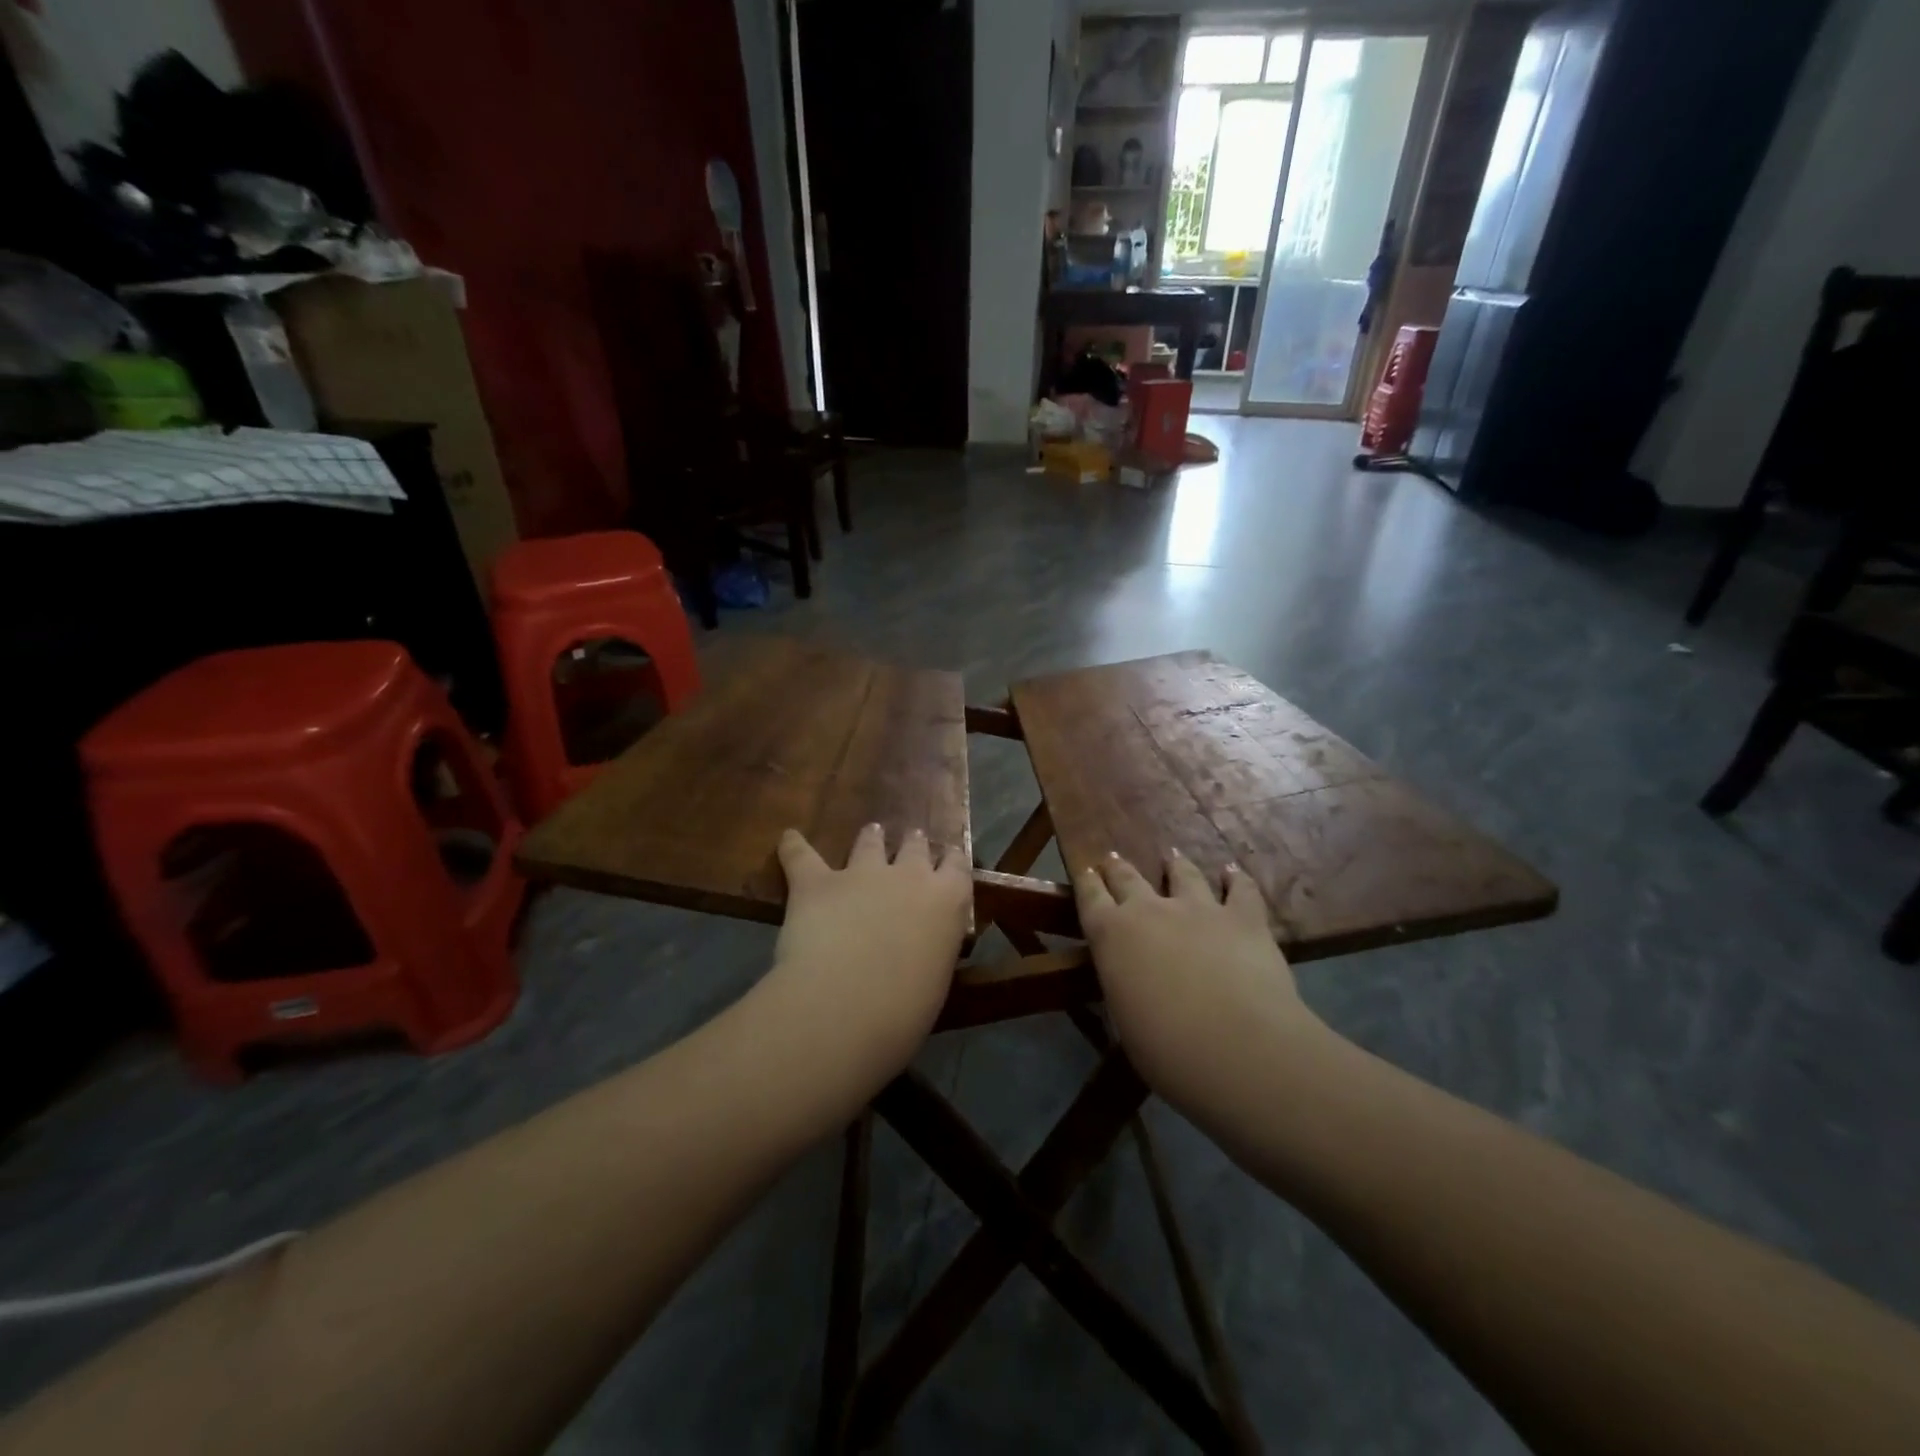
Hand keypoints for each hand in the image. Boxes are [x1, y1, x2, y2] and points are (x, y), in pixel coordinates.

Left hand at [761, 823, 970, 1096]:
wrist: (847, 1003)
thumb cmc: (905, 1009)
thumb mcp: (935, 979)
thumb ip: (930, 951)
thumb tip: (920, 952)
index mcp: (947, 902)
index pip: (957, 866)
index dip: (951, 860)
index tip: (948, 858)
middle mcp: (909, 876)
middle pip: (914, 847)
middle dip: (912, 845)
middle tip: (911, 841)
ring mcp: (862, 874)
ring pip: (868, 843)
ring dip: (870, 838)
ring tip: (871, 832)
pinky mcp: (817, 882)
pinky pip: (801, 855)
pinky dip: (793, 846)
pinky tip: (788, 837)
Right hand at [1075, 850, 1322, 1115]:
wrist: (1236, 1047)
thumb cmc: (1166, 1049)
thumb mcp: (1125, 1020)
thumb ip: (1126, 988)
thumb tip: (1131, 983)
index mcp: (1111, 935)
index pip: (1090, 896)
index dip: (1087, 881)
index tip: (1086, 868)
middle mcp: (1149, 910)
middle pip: (1128, 878)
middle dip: (1119, 868)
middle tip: (1114, 858)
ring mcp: (1198, 908)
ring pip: (1183, 874)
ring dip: (1176, 865)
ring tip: (1173, 857)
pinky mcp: (1243, 917)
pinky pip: (1240, 889)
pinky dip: (1235, 879)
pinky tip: (1232, 873)